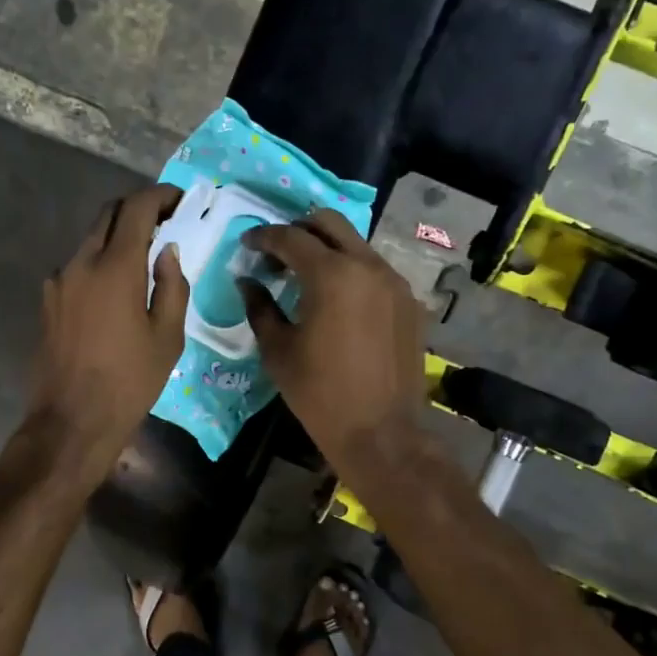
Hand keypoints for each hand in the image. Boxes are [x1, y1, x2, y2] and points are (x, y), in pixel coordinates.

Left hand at [24, 183, 188, 478]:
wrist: (72, 419)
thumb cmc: (130, 381)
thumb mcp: (168, 337)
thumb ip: (172, 286)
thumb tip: (168, 252)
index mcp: (116, 267)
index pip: (137, 208)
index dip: (160, 196)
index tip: (180, 200)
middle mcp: (81, 263)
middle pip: (108, 214)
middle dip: (137, 210)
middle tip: (164, 225)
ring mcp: (59, 281)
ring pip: (90, 239)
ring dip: (116, 238)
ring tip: (142, 261)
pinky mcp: (48, 301)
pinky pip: (77, 267)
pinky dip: (99, 263)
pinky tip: (114, 292)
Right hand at [238, 210, 428, 473]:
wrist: (380, 432)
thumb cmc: (319, 394)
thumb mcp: (278, 351)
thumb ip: (260, 307)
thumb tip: (248, 281)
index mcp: (331, 275)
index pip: (290, 238)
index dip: (263, 237)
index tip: (246, 244)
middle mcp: (367, 266)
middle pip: (329, 223)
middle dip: (298, 229)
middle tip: (277, 252)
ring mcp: (394, 282)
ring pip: (356, 244)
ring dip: (327, 249)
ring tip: (305, 275)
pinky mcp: (409, 301)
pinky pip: (375, 270)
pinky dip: (351, 271)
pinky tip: (338, 299)